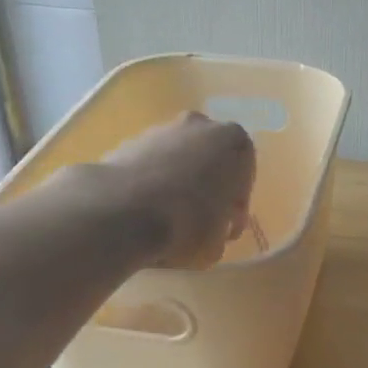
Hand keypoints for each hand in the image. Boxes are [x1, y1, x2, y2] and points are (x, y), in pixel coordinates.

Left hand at [74, 112, 256, 268]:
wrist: (124, 211)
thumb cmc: (188, 224)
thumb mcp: (218, 242)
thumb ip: (221, 230)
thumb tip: (213, 230)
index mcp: (234, 143)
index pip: (244, 177)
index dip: (236, 208)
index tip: (227, 230)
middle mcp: (201, 126)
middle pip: (211, 160)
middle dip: (208, 187)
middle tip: (202, 220)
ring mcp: (161, 129)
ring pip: (179, 159)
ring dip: (178, 183)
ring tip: (168, 218)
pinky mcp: (128, 140)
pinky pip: (150, 165)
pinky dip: (151, 183)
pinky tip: (145, 211)